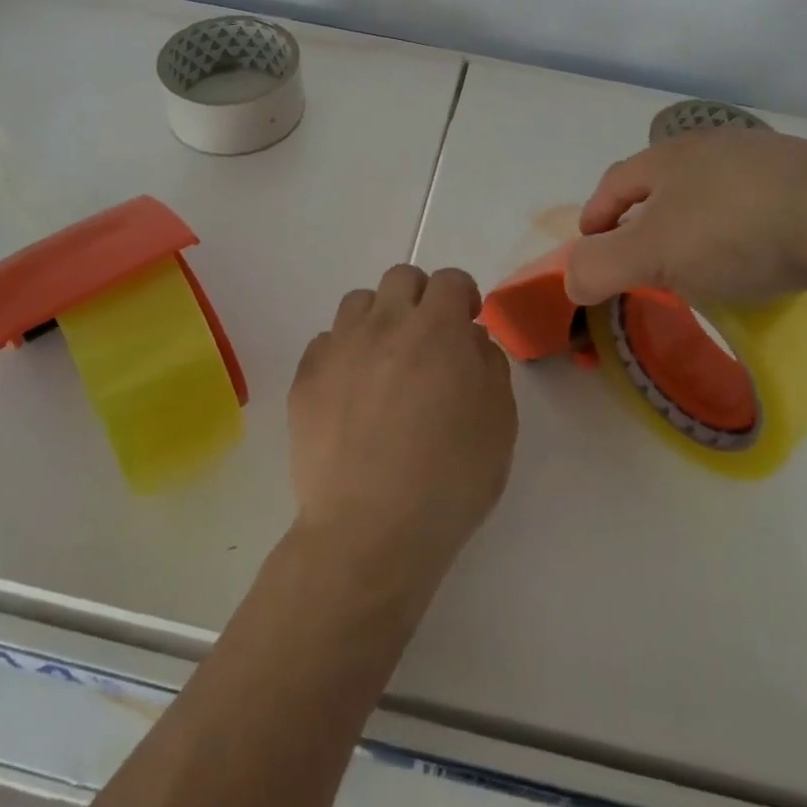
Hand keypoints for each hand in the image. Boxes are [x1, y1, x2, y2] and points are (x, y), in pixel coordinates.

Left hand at [289, 265, 516, 602]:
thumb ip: (489, 365)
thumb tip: (470, 340)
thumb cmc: (450, 478)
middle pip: (401, 277)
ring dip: (379, 319)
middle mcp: (386, 323)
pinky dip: (344, 353)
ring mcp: (340, 347)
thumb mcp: (499, 421)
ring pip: (359, 302)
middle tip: (428, 338)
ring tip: (385, 361)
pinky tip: (351, 392)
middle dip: (421, 297)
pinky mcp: (306, 376)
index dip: (463, 295)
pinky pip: (326, 342)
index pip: (451, 280)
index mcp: (437, 328)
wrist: (370, 529)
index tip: (467, 321)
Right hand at [565, 128, 806, 307]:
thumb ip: (600, 266)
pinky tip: (759, 256)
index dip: (596, 213)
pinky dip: (744, 228)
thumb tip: (569, 278)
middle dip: (646, 217)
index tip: (590, 245)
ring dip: (697, 222)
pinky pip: (759, 203)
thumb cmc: (734, 231)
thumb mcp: (652, 255)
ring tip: (702, 261)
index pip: (615, 182)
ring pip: (714, 190)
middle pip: (664, 181)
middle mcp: (714, 146)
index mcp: (669, 156)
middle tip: (645, 257)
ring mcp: (767, 159)